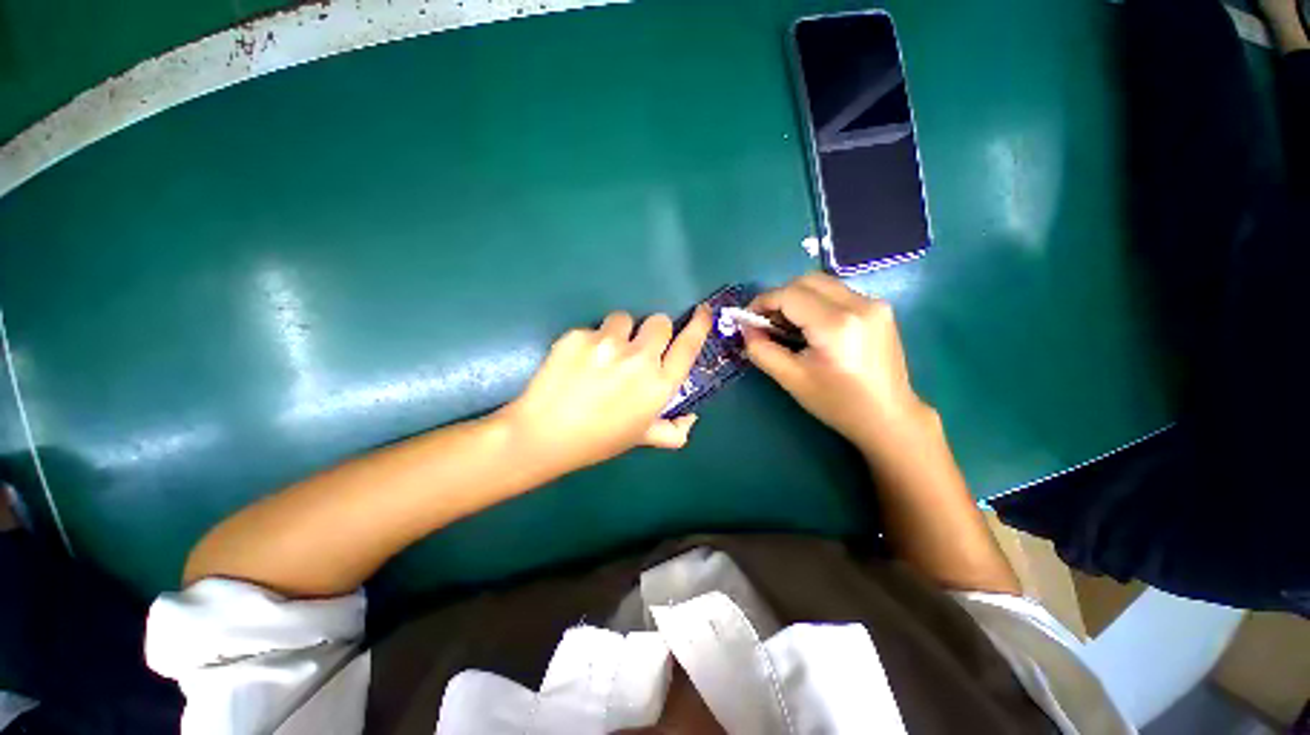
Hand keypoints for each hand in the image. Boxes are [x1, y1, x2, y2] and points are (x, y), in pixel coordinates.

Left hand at [499, 306, 711, 473]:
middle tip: (638, 347)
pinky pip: (593, 328)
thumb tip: (690, 420)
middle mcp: (639, 359)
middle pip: (659, 322)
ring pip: (624, 319)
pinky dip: (591, 341)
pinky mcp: (579, 335)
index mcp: (659, 385)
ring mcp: (608, 344)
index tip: (702, 311)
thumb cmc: (598, 440)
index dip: (698, 325)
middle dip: (653, 330)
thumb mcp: (641, 438)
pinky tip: (577, 362)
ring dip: (620, 332)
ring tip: (603, 354)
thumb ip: (672, 431)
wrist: (544, 435)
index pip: (688, 345)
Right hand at [743, 273, 932, 456]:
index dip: (762, 302)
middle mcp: (859, 304)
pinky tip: (812, 327)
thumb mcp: (791, 379)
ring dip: (797, 298)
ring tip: (788, 326)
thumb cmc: (837, 403)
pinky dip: (816, 302)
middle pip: (806, 281)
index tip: (747, 319)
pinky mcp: (880, 308)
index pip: (789, 295)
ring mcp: (874, 303)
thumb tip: (747, 328)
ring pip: (822, 284)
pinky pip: (837, 293)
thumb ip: (761, 350)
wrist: (889, 417)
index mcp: (836, 324)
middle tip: (767, 322)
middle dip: (779, 297)